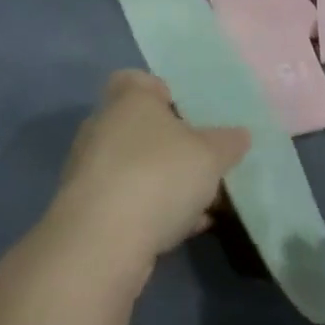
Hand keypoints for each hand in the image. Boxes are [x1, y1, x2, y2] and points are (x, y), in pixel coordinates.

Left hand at [48, 71, 248, 270]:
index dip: (161, 92)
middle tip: (201, 160)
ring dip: (162, 182)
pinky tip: (182, 230)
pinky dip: (150, 212)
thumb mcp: (211, 155)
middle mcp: (102, 127)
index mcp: (128, 99)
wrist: (101, 245)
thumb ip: (228, 142)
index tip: (187, 113)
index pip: (136, 80)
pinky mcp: (85, 213)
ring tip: (200, 202)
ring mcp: (89, 171)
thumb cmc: (159, 175)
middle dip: (168, 143)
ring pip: (133, 167)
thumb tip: (240, 135)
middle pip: (138, 126)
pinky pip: (126, 203)